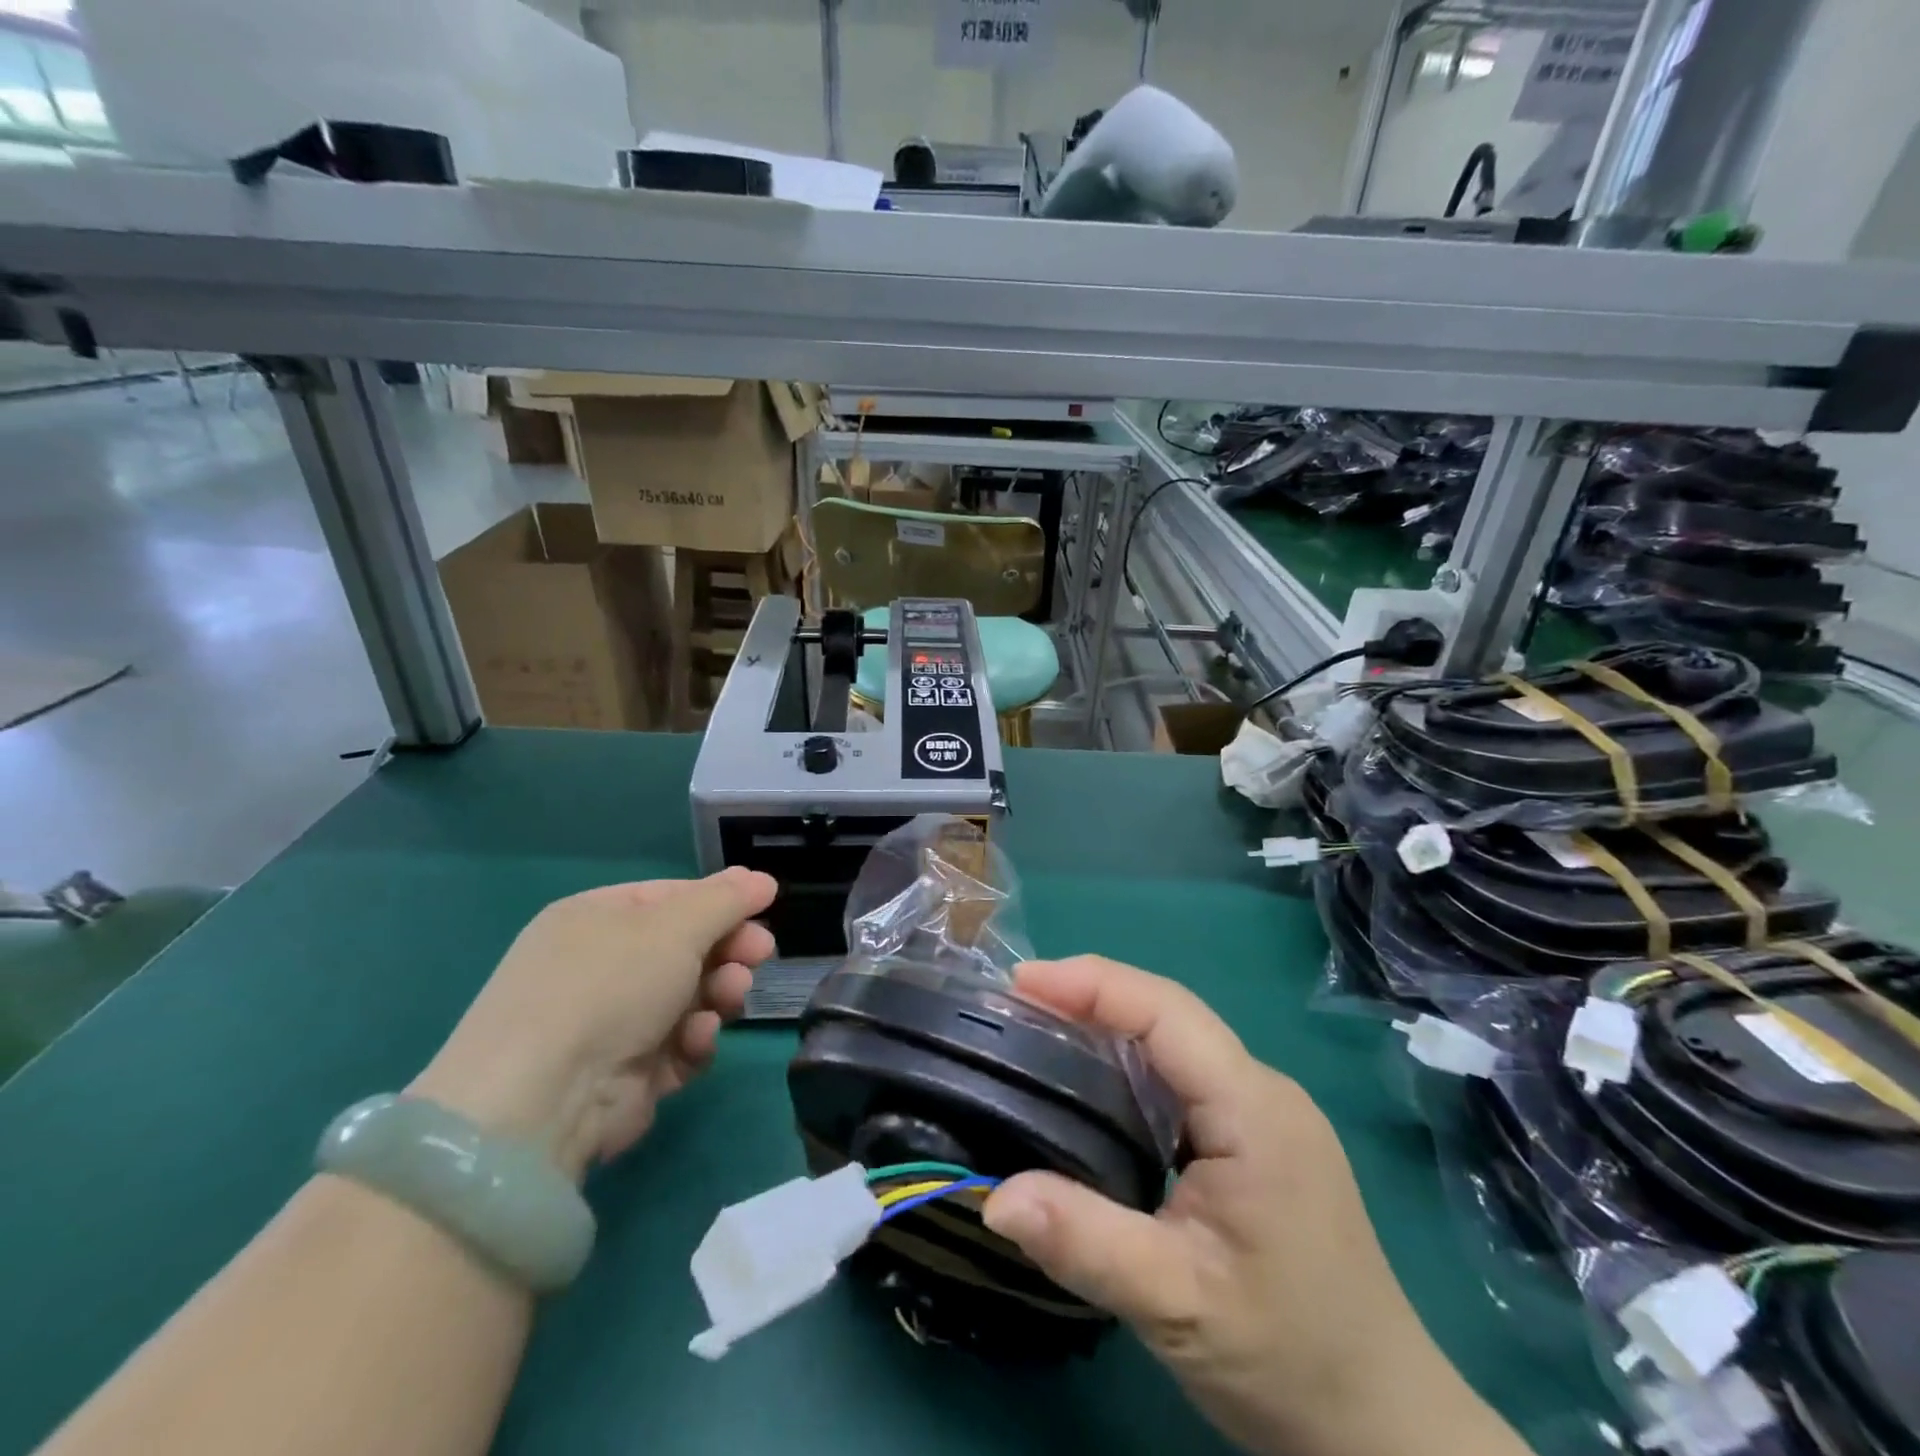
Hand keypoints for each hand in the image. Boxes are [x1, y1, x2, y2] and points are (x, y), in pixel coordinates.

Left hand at [410, 869, 776, 1183]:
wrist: (545, 1099)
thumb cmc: (610, 986)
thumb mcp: (676, 926)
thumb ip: (725, 900)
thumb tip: (761, 879)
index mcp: (596, 918)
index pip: (672, 897)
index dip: (721, 902)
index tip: (765, 909)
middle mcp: (599, 966)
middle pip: (685, 948)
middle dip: (727, 950)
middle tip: (760, 956)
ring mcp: (610, 1022)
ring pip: (689, 996)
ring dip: (718, 993)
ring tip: (729, 999)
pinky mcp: (625, 1074)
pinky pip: (678, 1044)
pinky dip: (694, 1040)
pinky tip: (695, 1041)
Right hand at [981, 957, 1527, 1455]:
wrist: (1383, 1427)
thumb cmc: (1287, 1357)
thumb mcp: (1177, 1304)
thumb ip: (1085, 1243)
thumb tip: (992, 1196)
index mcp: (1252, 1108)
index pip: (1166, 1013)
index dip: (1092, 984)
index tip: (1020, 982)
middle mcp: (1262, 1091)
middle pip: (1169, 1015)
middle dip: (1091, 996)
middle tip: (1015, 1004)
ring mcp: (1264, 1112)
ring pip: (1175, 1042)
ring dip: (1108, 1026)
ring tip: (1039, 1030)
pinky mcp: (1255, 1138)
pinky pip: (1183, 1076)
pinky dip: (1128, 1064)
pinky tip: (1091, 1086)